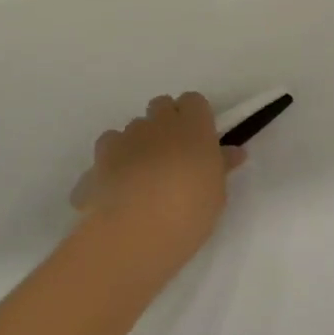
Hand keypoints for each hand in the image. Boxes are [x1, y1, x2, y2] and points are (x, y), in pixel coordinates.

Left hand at [76, 93, 244, 269]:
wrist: (134, 233)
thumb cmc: (188, 214)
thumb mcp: (216, 195)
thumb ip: (221, 167)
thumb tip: (233, 152)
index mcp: (194, 128)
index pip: (194, 101)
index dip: (195, 117)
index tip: (198, 140)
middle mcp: (159, 123)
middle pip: (162, 106)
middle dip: (166, 123)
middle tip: (173, 156)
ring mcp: (127, 136)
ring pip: (135, 127)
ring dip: (141, 142)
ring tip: (143, 176)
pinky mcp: (100, 155)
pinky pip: (110, 146)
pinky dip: (114, 158)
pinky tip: (118, 183)